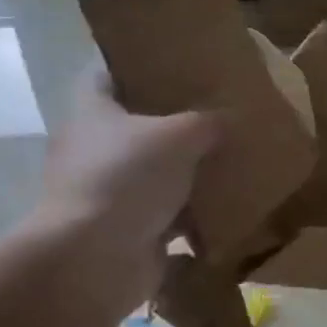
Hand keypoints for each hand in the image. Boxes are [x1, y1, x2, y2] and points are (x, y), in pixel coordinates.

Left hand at [29, 73, 217, 319]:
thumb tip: (230, 118)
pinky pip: (167, 218)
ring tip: (233, 163)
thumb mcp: (179, 136)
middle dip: (176, 126)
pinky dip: (193, 218)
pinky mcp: (127, 232)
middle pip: (137, 128)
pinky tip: (229, 210)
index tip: (177, 67)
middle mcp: (94, 149)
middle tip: (220, 117)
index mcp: (93, 112)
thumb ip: (208, 122)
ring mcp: (109, 194)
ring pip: (155, 175)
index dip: (139, 67)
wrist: (95, 259)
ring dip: (188, 175)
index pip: (107, 75)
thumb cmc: (127, 178)